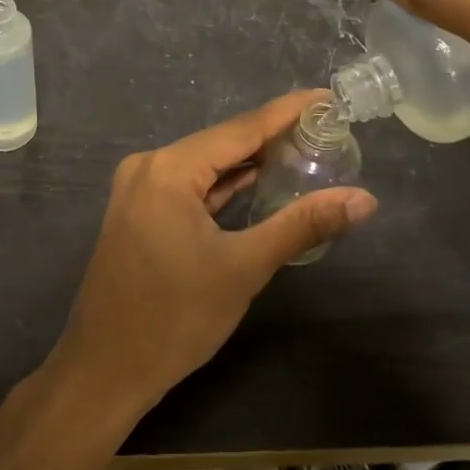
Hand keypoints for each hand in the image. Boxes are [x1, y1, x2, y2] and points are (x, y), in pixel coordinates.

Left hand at [51, 90, 377, 418]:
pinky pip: (189, 185)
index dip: (286, 112)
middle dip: (272, 136)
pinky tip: (254, 181)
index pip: (240, 129)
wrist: (105, 370)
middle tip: (324, 129)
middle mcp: (149, 166)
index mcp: (169, 169)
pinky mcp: (138, 212)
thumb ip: (302, 225)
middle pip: (221, 142)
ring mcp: (138, 189)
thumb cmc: (175, 318)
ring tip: (300, 150)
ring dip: (247, 161)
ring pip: (204, 164)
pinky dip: (222, 184)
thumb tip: (364, 199)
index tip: (326, 99)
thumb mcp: (244, 268)